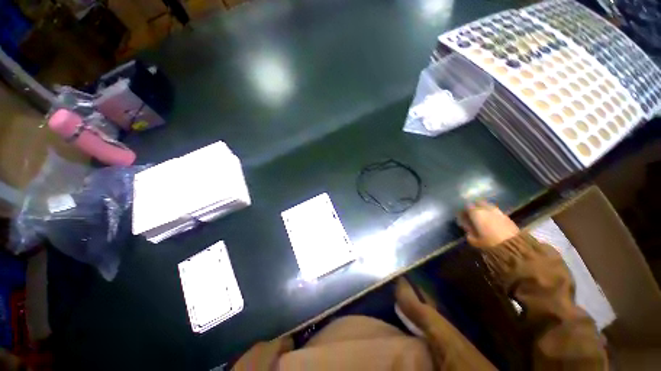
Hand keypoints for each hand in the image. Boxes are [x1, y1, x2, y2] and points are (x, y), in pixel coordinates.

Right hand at [458, 201, 518, 247]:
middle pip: (478, 203)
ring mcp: (498, 211)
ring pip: (488, 206)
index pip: (466, 206)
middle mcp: (486, 209)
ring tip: (482, 217)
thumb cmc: (489, 243)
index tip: (462, 216)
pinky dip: (492, 214)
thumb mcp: (474, 240)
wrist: (514, 248)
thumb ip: (468, 232)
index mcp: (476, 213)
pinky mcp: (507, 216)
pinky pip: (496, 212)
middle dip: (474, 207)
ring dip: (484, 210)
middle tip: (471, 214)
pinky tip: (491, 221)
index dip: (463, 210)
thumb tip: (467, 228)